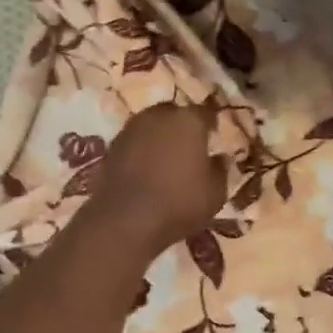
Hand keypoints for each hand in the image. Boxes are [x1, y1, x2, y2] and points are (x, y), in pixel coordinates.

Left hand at [84, 103, 227, 257]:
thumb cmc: (179, 203)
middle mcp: (160, 115)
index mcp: (189, 120)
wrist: (125, 220)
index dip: (212, 123)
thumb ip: (220, 170)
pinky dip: (142, 150)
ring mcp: (132, 128)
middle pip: (175, 113)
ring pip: (152, 125)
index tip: (216, 134)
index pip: (206, 112)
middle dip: (183, 126)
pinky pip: (135, 141)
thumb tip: (219, 157)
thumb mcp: (216, 193)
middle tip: (190, 145)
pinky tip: (146, 168)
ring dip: (160, 136)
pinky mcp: (112, 146)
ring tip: (166, 157)